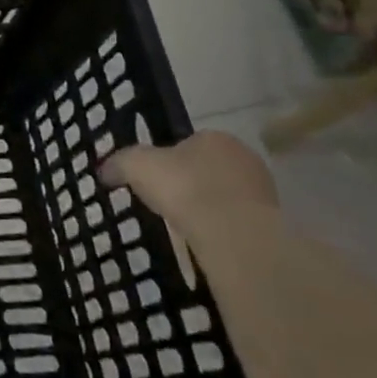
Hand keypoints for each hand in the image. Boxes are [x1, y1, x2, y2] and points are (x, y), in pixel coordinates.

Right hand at [100, 131, 276, 240]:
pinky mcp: (273, 222)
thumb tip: (103, 170)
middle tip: (168, 203)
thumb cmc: (183, 186)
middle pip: (208, 168)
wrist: (231, 232)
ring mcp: (263, 190)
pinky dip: (222, 227)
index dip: (169, 160)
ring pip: (225, 195)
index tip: (155, 179)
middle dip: (191, 183)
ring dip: (208, 206)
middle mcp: (244, 157)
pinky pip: (238, 220)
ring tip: (185, 225)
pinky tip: (205, 239)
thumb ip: (118, 163)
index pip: (189, 143)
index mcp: (215, 137)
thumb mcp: (136, 165)